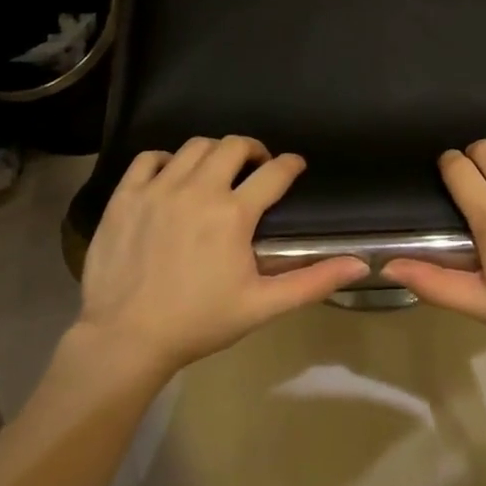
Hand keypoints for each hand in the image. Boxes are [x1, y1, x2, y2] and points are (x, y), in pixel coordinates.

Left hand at [77, 137, 365, 372]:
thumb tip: (359, 264)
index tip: (295, 166)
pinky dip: (166, 159)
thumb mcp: (262, 306)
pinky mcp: (125, 196)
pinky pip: (149, 157)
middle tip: (257, 167)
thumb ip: (313, 281)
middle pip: (234, 146)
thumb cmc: (199, 322)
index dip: (291, 165)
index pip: (274, 172)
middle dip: (253, 150)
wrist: (126, 339)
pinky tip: (172, 176)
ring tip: (217, 171)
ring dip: (214, 152)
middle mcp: (198, 190)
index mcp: (233, 214)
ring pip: (194, 147)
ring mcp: (158, 189)